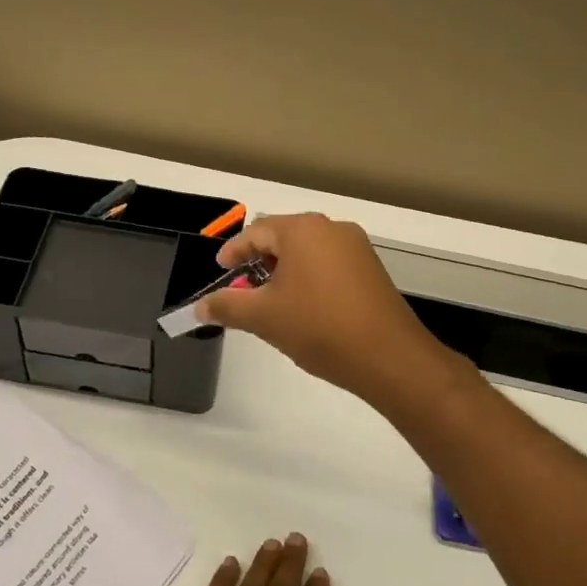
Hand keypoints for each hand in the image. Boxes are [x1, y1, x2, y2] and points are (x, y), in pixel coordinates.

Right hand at [197, 213, 453, 405]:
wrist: (388, 357)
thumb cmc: (318, 327)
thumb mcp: (263, 317)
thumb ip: (226, 306)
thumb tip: (198, 307)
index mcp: (302, 230)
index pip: (255, 232)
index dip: (232, 252)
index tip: (220, 272)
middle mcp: (331, 229)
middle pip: (282, 238)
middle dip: (258, 263)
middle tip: (241, 289)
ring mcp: (356, 248)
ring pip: (307, 252)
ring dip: (284, 272)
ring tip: (269, 302)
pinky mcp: (371, 270)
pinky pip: (328, 265)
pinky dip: (308, 279)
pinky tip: (302, 308)